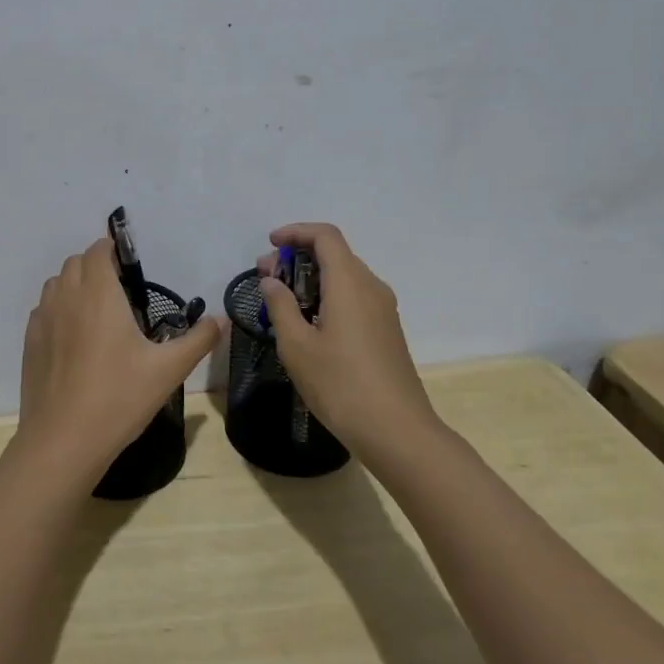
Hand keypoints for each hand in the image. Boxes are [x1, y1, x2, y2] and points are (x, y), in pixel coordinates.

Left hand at [18, 238, 224, 478]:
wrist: (63, 440)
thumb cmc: (119, 397)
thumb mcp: (168, 370)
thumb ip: (198, 340)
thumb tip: (220, 320)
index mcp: (99, 293)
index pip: (98, 250)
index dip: (113, 251)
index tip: (130, 268)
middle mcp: (66, 297)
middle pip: (75, 263)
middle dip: (95, 266)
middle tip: (119, 292)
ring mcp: (43, 319)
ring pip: (56, 284)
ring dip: (75, 285)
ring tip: (97, 313)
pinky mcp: (29, 342)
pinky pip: (44, 310)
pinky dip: (59, 310)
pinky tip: (75, 339)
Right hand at [254, 223, 441, 464]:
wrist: (397, 431)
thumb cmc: (340, 385)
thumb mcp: (297, 346)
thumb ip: (281, 306)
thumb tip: (272, 282)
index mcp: (349, 283)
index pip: (325, 236)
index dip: (295, 232)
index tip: (270, 245)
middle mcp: (371, 287)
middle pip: (334, 254)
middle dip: (297, 257)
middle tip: (266, 279)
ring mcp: (383, 309)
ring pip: (344, 276)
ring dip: (311, 278)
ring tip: (281, 303)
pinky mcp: (386, 330)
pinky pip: (354, 297)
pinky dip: (327, 296)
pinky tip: (307, 323)